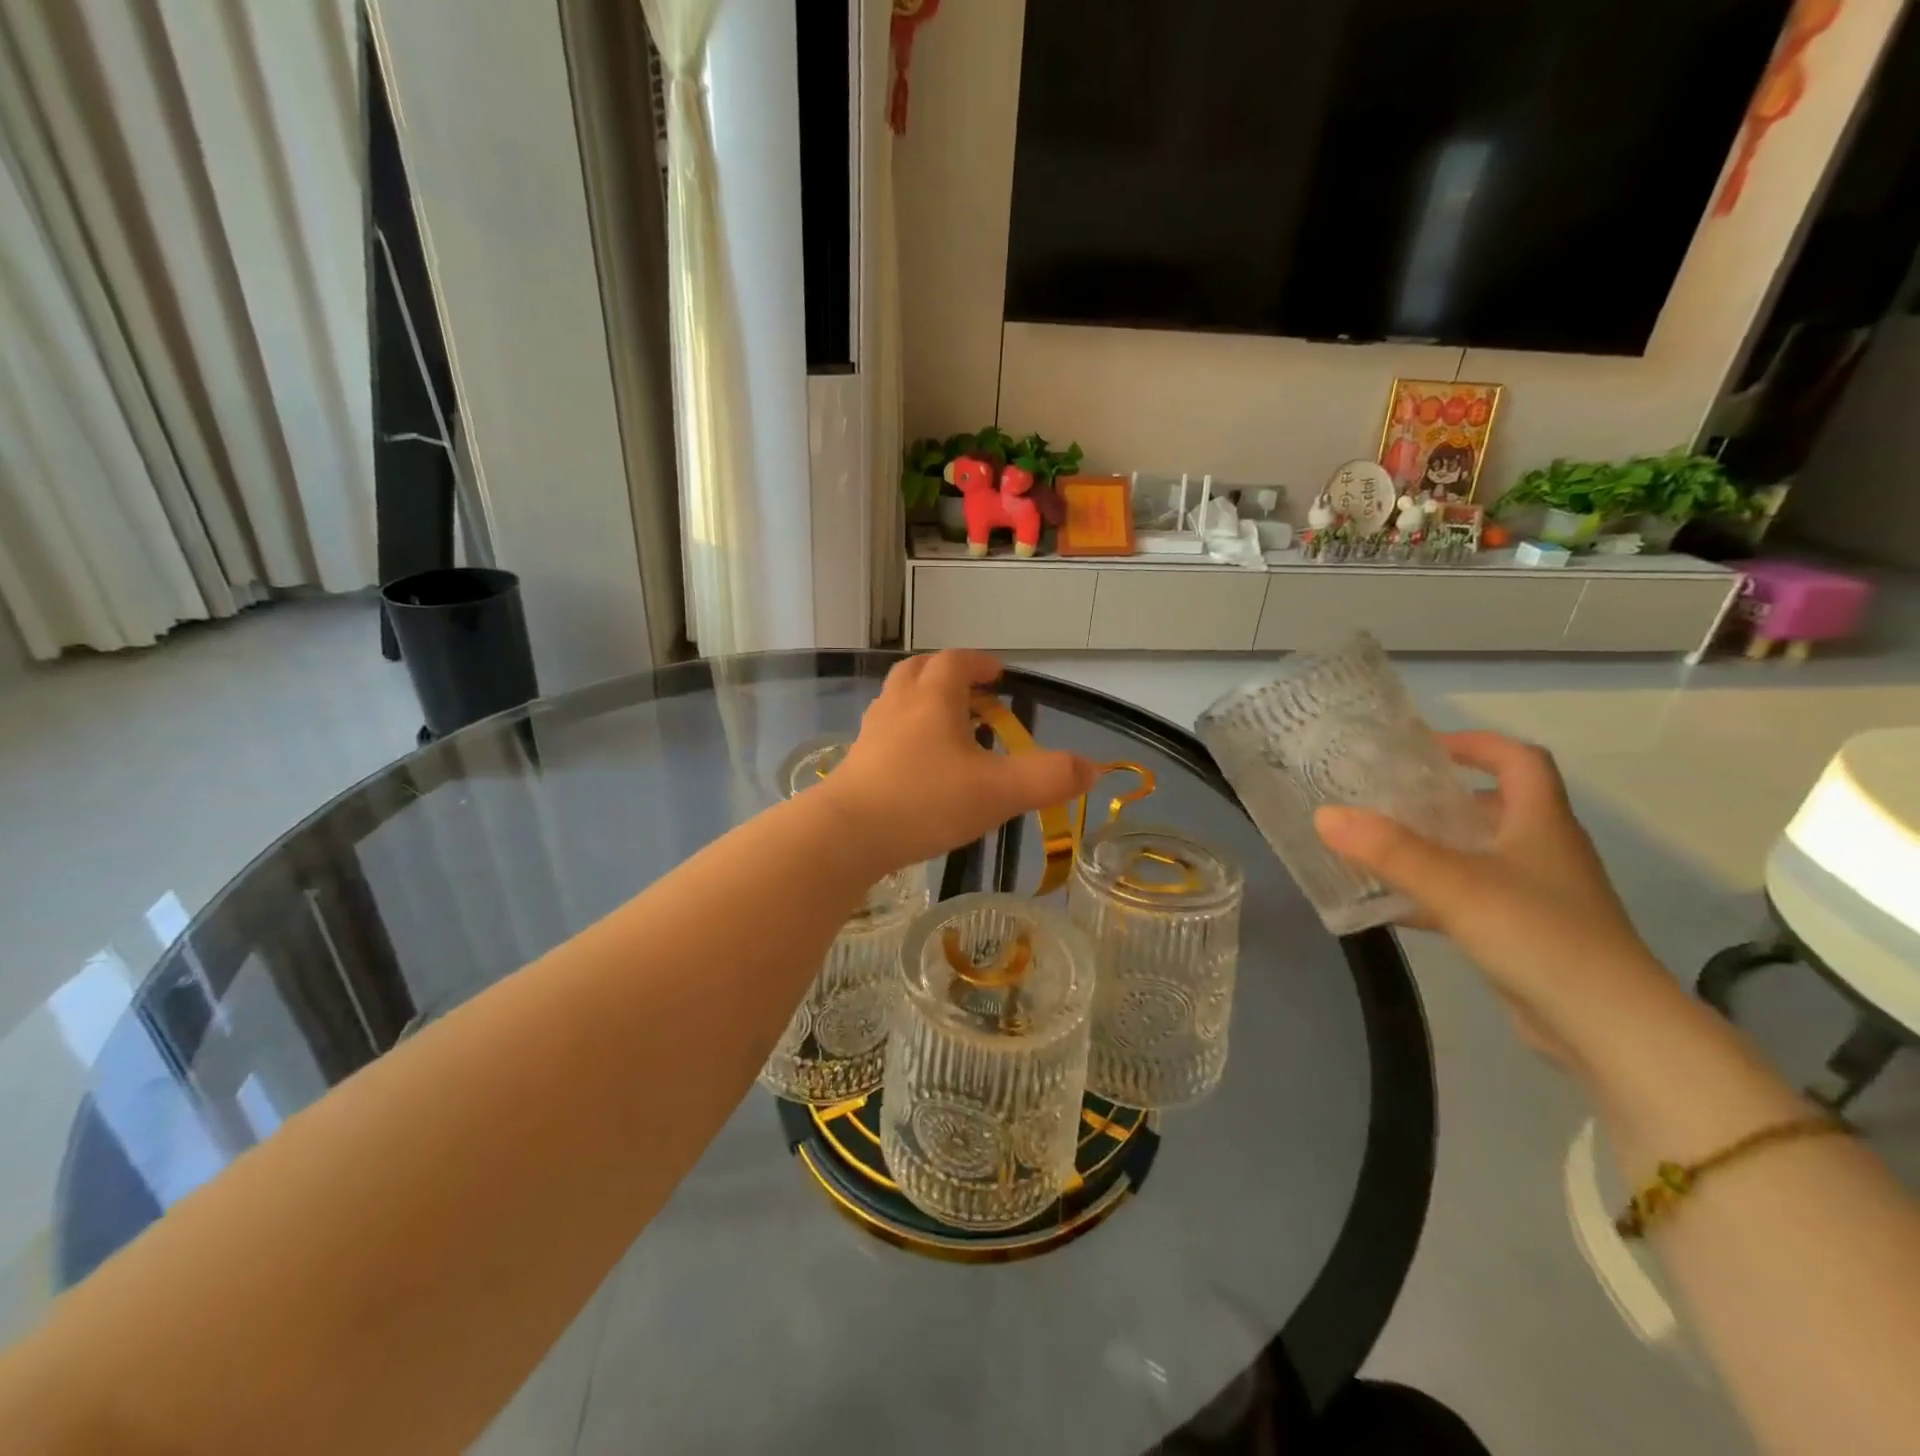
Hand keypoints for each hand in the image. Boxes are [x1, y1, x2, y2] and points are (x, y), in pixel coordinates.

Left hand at [824, 651, 1097, 871]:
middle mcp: (897, 706)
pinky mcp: (856, 763)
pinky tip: (918, 765)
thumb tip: (1094, 769)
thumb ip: (1049, 778)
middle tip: (971, 694)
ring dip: (923, 702)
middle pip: (918, 671)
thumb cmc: (926, 801)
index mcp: (932, 698)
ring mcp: (872, 734)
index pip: (955, 661)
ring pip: (897, 701)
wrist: (848, 835)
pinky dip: (905, 734)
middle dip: (946, 675)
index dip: (979, 663)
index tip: (998, 674)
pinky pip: (884, 733)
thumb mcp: (998, 791)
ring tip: (948, 728)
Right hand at [1315, 732, 1666, 1062]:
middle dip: (1440, 797)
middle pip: (1494, 806)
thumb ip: (1388, 850)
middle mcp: (1544, 851)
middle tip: (1383, 797)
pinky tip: (1391, 905)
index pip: (1519, 760)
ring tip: (1376, 844)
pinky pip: (1471, 897)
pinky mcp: (1524, 933)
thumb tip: (1324, 814)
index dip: (1475, 744)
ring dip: (1433, 846)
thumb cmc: (1539, 935)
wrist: (1609, 1028)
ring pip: (1479, 854)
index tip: (1423, 747)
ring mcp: (1537, 895)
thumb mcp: (1456, 885)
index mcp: (1541, 823)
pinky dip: (1433, 893)